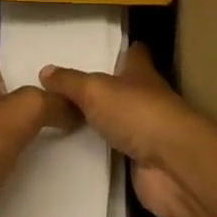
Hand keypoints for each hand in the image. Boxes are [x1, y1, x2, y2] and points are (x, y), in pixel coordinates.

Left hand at [0, 51, 78, 216]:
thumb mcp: (26, 107)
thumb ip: (54, 101)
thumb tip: (79, 105)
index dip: (11, 52)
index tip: (41, 53)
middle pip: (5, 92)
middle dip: (30, 89)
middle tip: (65, 88)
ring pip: (10, 126)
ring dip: (32, 126)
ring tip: (69, 120)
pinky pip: (12, 159)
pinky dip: (29, 159)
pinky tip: (55, 158)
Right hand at [39, 43, 208, 216]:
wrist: (173, 167)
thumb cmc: (138, 112)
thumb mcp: (95, 90)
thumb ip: (70, 82)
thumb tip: (44, 71)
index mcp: (141, 71)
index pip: (134, 53)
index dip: (121, 50)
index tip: (102, 49)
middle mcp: (146, 98)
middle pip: (126, 88)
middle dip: (106, 89)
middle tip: (71, 90)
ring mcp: (148, 133)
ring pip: (122, 122)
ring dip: (104, 124)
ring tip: (68, 122)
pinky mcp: (144, 166)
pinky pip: (119, 156)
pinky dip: (105, 156)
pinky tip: (81, 156)